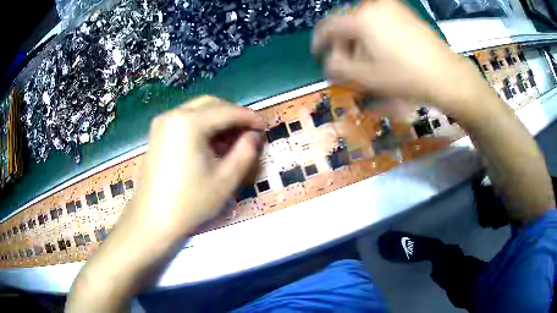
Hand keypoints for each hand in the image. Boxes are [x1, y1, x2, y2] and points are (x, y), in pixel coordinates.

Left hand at [66, 96, 264, 312]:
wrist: (152, 220)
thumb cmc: (190, 202)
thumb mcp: (226, 179)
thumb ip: (246, 151)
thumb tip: (253, 135)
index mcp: (189, 122)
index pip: (227, 111)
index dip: (249, 117)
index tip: (264, 126)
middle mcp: (173, 115)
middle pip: (211, 104)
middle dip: (233, 115)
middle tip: (248, 132)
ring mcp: (162, 123)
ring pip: (198, 110)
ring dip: (218, 120)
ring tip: (232, 139)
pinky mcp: (157, 133)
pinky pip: (185, 120)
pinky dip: (202, 126)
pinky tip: (211, 143)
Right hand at [312, 0, 491, 116]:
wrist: (446, 75)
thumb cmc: (406, 78)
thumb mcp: (367, 77)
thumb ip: (338, 68)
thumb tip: (328, 62)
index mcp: (361, 18)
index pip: (328, 26)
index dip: (319, 42)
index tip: (318, 54)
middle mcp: (374, 6)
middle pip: (347, 23)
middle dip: (344, 44)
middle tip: (350, 64)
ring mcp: (392, 7)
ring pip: (364, 21)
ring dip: (360, 40)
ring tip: (369, 61)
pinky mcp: (404, 12)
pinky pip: (380, 19)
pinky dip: (375, 34)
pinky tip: (384, 51)